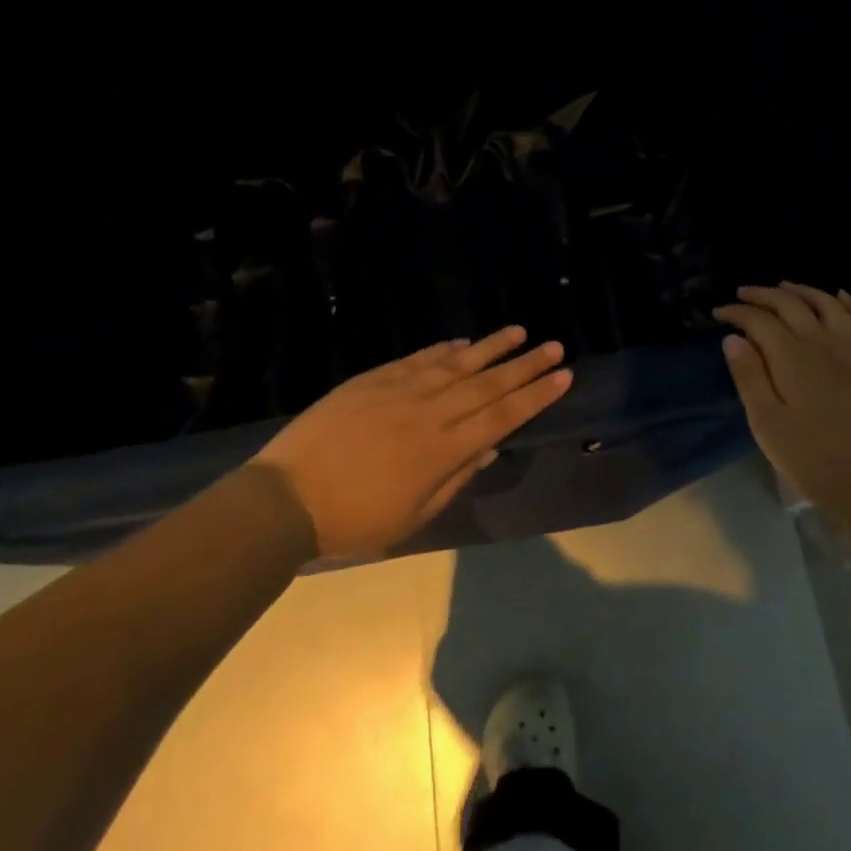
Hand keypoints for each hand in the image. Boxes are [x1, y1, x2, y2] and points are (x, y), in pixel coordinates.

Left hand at [251, 327, 571, 558]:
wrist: (286, 497)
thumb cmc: (354, 519)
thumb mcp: (412, 515)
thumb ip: (455, 479)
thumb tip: (488, 448)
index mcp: (444, 450)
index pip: (503, 416)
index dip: (536, 395)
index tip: (563, 376)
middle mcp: (432, 412)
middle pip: (489, 383)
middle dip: (526, 365)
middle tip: (555, 346)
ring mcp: (403, 390)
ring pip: (458, 362)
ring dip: (492, 347)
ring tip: (519, 331)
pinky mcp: (375, 379)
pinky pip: (419, 358)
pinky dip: (444, 349)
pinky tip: (462, 342)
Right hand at [713, 283, 850, 521]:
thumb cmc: (811, 458)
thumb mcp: (766, 422)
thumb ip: (749, 376)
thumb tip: (733, 338)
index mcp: (792, 357)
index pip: (759, 320)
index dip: (737, 313)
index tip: (718, 314)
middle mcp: (823, 343)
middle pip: (791, 305)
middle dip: (764, 295)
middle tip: (744, 293)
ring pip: (828, 305)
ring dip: (804, 290)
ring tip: (785, 286)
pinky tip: (842, 296)